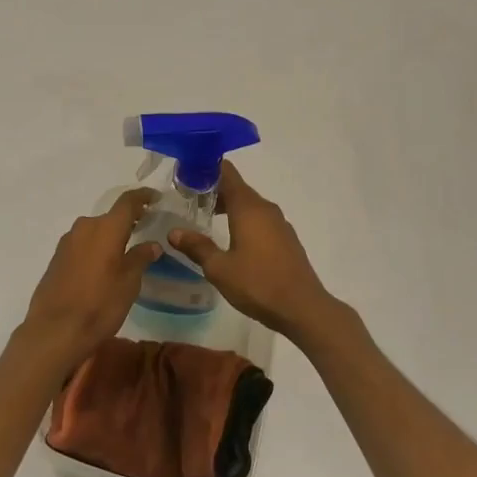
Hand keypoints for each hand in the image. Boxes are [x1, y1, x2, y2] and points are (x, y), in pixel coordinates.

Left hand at [14, 187, 160, 371]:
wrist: (55, 330)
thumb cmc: (100, 305)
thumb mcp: (129, 283)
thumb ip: (140, 258)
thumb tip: (152, 244)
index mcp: (106, 228)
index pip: (128, 202)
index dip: (143, 196)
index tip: (156, 198)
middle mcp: (85, 227)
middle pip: (110, 217)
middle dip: (128, 221)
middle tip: (145, 229)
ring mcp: (67, 242)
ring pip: (95, 231)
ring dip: (110, 236)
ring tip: (125, 250)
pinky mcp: (57, 258)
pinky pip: (82, 244)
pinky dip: (96, 248)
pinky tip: (103, 266)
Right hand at [169, 163, 346, 347]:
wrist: (303, 308)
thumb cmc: (258, 283)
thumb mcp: (219, 268)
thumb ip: (197, 247)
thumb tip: (174, 233)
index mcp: (248, 208)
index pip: (227, 173)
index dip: (206, 168)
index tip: (187, 174)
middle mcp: (265, 209)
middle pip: (237, 188)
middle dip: (213, 190)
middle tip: (188, 199)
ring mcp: (279, 224)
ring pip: (249, 205)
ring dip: (228, 206)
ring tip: (205, 218)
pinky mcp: (286, 239)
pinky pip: (260, 220)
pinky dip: (243, 220)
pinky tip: (231, 238)